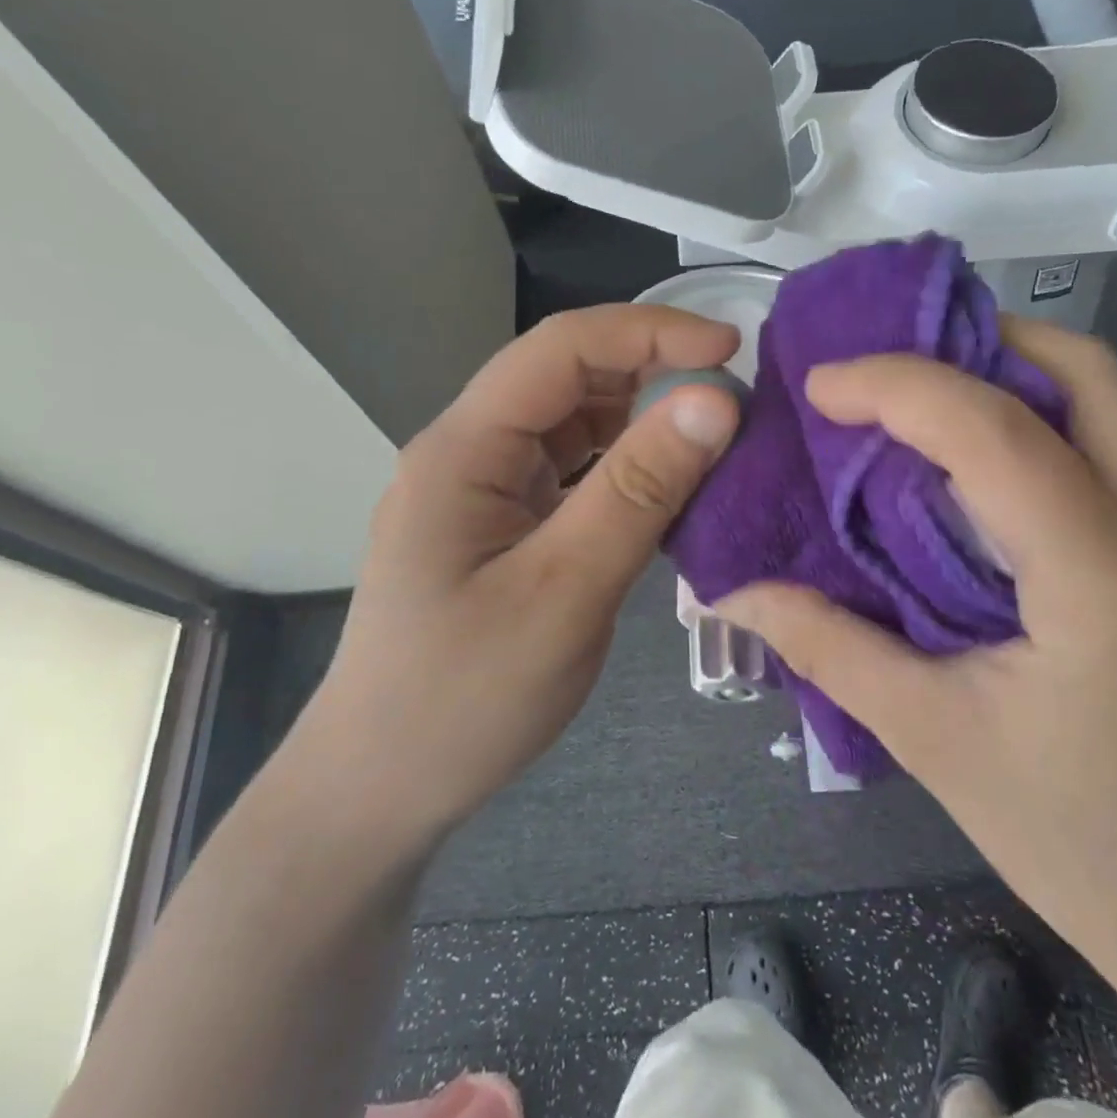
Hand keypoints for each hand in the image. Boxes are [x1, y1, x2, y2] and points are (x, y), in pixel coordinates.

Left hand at [310, 305, 740, 846]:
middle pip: (564, 379)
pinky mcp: (499, 525)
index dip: (649, 332)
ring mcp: (481, 490)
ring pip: (570, 425)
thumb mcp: (565, 592)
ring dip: (639, 421)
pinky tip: (665, 489)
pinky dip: (622, 469)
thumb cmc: (465, 698)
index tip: (730, 349)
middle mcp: (467, 452)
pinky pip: (569, 472)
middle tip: (732, 402)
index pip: (560, 349)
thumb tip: (713, 401)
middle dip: (650, 373)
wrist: (384, 785)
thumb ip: (638, 491)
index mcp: (463, 449)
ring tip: (711, 441)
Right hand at [719, 318, 1116, 1006]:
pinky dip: (1041, 426)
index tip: (821, 385)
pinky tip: (977, 473)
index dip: (895, 387)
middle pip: (1084, 372)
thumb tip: (734, 591)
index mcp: (1105, 583)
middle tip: (884, 369)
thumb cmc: (1087, 847)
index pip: (994, 433)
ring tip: (920, 404)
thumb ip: (829, 647)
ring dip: (1011, 378)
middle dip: (974, 342)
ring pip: (1111, 401)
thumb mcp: (935, 743)